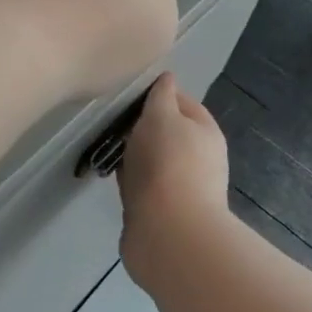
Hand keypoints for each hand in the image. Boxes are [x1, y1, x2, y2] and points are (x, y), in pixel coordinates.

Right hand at [117, 73, 229, 269]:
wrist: (168, 233)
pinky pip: (142, 185)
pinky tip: (110, 175)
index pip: (182, 102)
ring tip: (105, 146)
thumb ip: (161, 96)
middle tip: (110, 120)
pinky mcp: (162, 211)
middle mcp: (199, 158)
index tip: (127, 93)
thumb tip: (166, 78)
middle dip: (141, 126)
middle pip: (167, 133)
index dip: (157, 94)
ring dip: (132, 154)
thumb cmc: (166, 163)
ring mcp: (181, 187)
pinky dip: (128, 179)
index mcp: (206, 132)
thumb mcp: (161, 115)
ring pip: (152, 160)